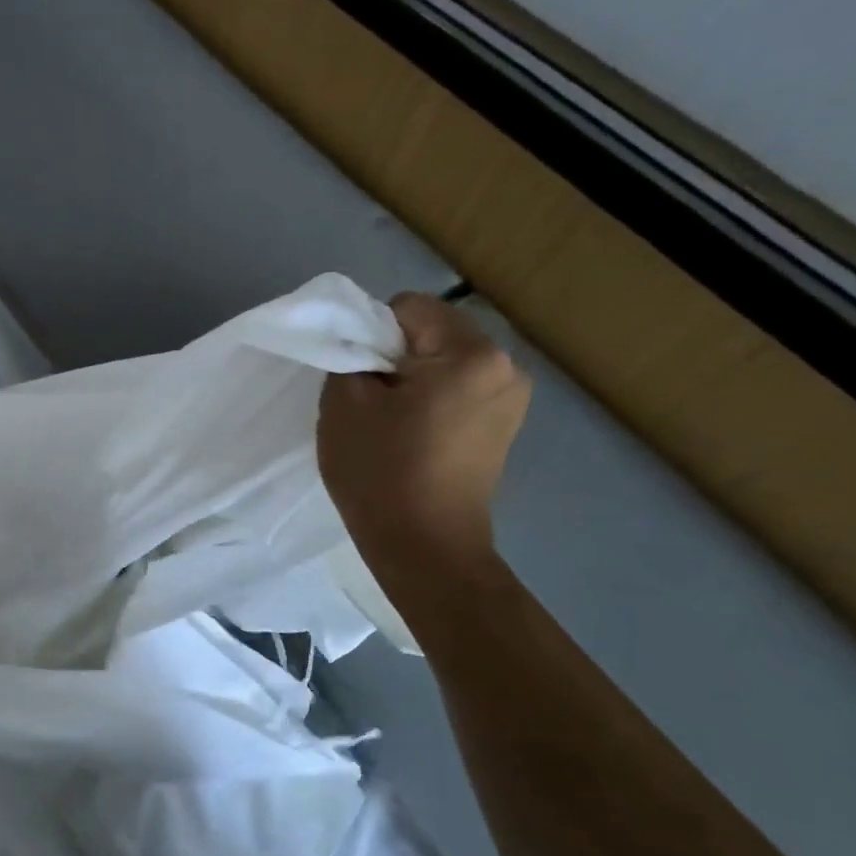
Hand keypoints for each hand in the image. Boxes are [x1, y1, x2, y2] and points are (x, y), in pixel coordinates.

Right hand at [318, 293, 530, 576]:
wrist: (425, 549)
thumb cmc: (381, 472)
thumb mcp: (344, 401)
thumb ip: (351, 353)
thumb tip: (366, 345)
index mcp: (472, 353)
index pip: (407, 307)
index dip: (370, 333)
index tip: (357, 376)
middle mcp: (506, 366)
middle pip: (431, 332)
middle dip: (394, 356)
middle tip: (370, 402)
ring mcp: (512, 398)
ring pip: (443, 362)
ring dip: (412, 379)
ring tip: (390, 422)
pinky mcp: (505, 426)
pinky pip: (458, 390)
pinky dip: (431, 401)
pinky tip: (413, 436)